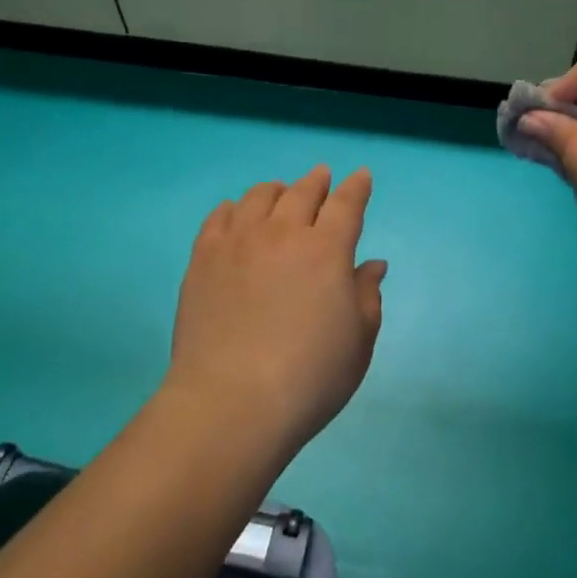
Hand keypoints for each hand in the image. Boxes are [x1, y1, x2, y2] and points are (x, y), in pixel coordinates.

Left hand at [163, 166, 386, 458]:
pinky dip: (233, 207)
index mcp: (326, 250)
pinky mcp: (203, 258)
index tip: (361, 175)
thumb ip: (367, 295)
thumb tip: (372, 264)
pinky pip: (219, 217)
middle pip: (302, 192)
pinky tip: (235, 212)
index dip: (356, 187)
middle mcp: (282, 233)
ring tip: (280, 193)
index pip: (346, 204)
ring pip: (258, 197)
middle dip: (317, 181)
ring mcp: (238, 242)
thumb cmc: (310, 377)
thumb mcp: (358, 341)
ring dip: (276, 190)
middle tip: (322, 177)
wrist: (232, 402)